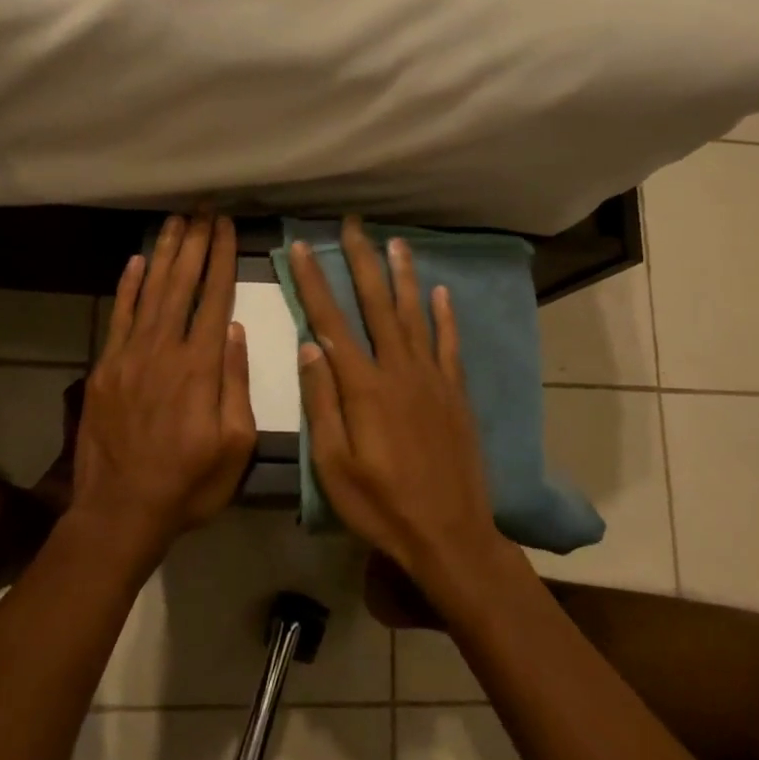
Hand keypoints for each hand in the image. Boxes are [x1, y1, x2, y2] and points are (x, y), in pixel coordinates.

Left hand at [69, 211, 256, 553]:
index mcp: (200, 368)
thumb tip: (236, 331)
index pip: (215, 299)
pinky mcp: (105, 368)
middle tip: (203, 210)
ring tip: (176, 221)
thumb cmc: (189, 484)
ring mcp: (129, 357)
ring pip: (150, 292)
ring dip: (164, 254)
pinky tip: (136, 262)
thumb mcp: (235, 445)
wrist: (121, 510)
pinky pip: (118, 317)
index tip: (228, 227)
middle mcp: (164, 350)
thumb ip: (236, 384)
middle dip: (195, 243)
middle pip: (181, 285)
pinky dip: (127, 287)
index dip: (222, 259)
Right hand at [290, 219, 507, 583]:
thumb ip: (322, 403)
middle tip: (352, 225)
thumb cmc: (381, 506)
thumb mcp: (334, 466)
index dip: (314, 282)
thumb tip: (309, 347)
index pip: (331, 322)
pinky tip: (440, 291)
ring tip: (395, 242)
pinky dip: (444, 315)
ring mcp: (432, 379)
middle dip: (361, 262)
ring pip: (415, 314)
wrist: (449, 534)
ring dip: (403, 276)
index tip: (302, 247)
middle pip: (376, 305)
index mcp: (364, 388)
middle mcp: (399, 371)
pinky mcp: (456, 394)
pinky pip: (449, 344)